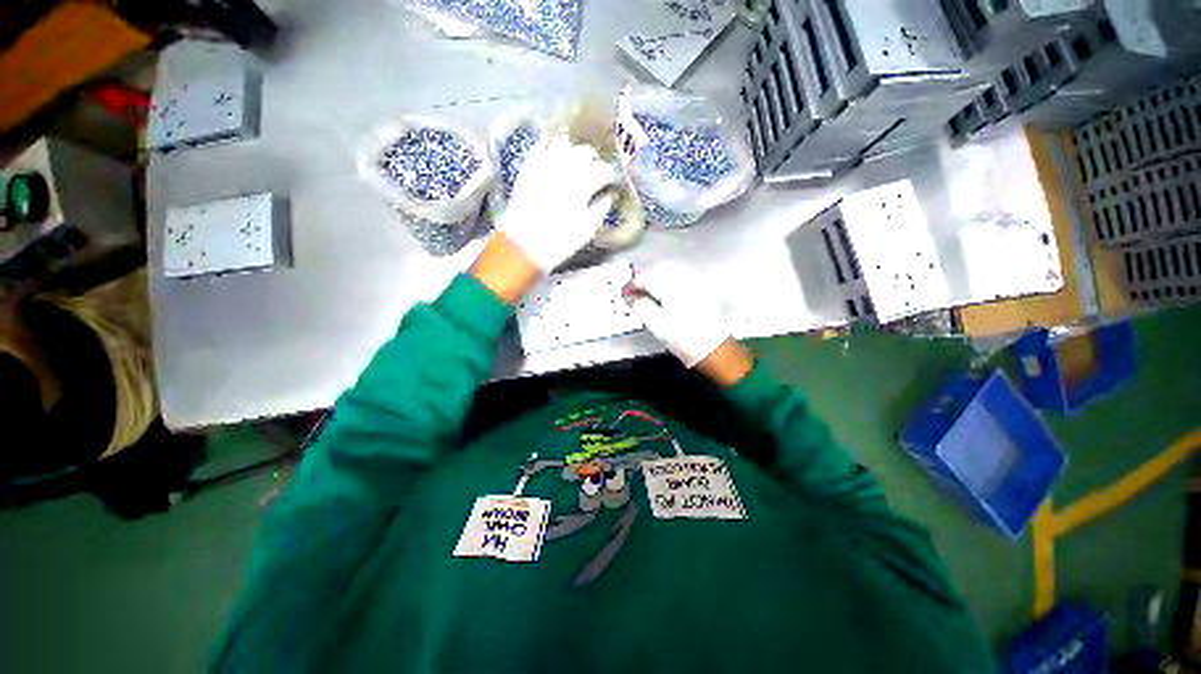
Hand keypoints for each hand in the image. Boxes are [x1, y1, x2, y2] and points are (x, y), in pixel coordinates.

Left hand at [500, 133, 617, 272]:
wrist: (523, 246)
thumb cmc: (559, 242)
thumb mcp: (586, 230)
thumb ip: (600, 209)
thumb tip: (609, 196)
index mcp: (582, 185)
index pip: (603, 170)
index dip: (610, 174)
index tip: (612, 181)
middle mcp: (564, 170)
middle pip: (584, 152)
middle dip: (593, 159)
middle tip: (596, 169)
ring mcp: (543, 166)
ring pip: (563, 143)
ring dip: (573, 149)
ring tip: (576, 159)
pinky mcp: (528, 169)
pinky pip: (539, 147)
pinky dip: (549, 147)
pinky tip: (553, 153)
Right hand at [626, 262, 752, 385]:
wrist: (713, 349)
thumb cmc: (682, 339)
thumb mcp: (656, 325)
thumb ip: (641, 307)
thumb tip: (632, 298)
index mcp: (670, 289)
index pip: (646, 278)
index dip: (632, 284)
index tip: (625, 291)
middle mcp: (683, 282)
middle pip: (659, 269)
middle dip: (644, 276)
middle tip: (634, 289)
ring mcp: (694, 285)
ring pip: (671, 271)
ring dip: (656, 276)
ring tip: (647, 289)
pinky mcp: (700, 291)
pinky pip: (680, 277)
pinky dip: (668, 280)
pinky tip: (664, 291)